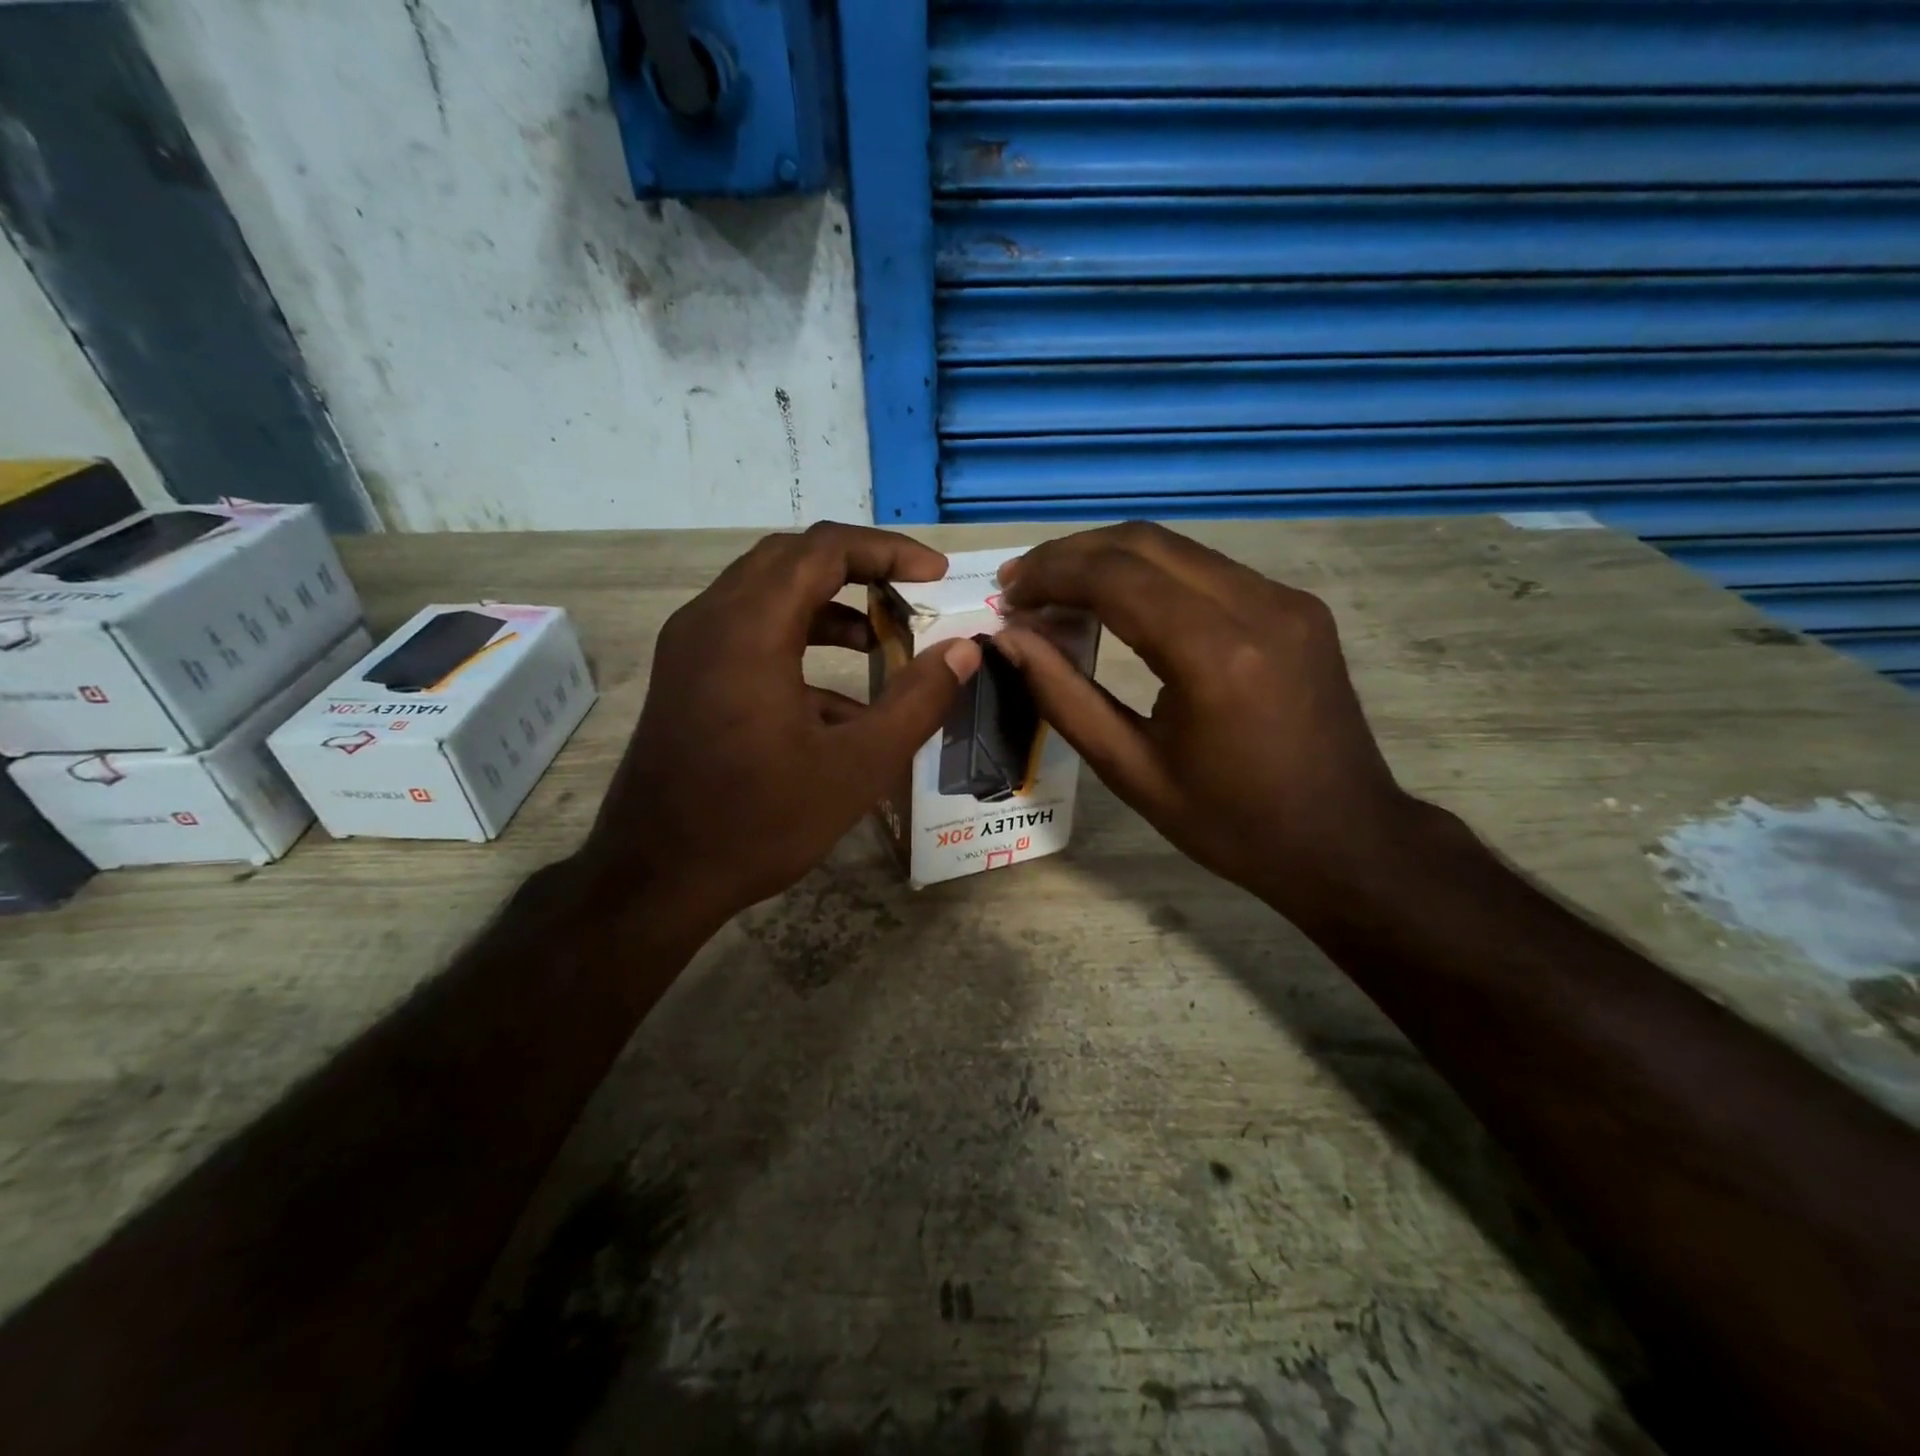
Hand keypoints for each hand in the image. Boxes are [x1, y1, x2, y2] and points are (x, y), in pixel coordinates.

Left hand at [581, 523, 980, 929]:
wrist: (657, 878)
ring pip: (766, 593)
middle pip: (790, 559)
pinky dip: (797, 642)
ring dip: (827, 605)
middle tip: (909, 594)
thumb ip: (918, 701)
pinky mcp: (685, 676)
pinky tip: (837, 701)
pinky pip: (747, 632)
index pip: (823, 549)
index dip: (887, 550)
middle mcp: (710, 620)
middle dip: (857, 568)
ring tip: (879, 640)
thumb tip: (964, 650)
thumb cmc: (759, 822)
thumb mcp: (858, 767)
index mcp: (749, 629)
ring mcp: (690, 648)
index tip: (936, 575)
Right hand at [993, 523, 1419, 924]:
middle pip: (1144, 542)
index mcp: (1216, 655)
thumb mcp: (1131, 771)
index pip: (1115, 578)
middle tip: (1021, 585)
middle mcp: (1258, 606)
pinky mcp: (1296, 606)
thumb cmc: (1232, 823)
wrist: (1345, 841)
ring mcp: (1286, 599)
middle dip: (1071, 554)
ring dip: (1109, 560)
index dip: (1050, 575)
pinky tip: (1120, 605)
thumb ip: (1063, 697)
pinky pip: (1207, 570)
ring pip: (1176, 548)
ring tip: (1058, 592)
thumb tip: (1008, 639)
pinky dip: (1150, 576)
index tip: (1006, 594)